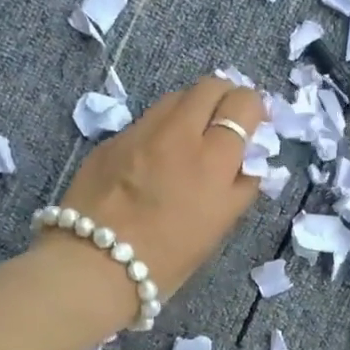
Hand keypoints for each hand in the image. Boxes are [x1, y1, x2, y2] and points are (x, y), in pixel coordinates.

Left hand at [47, 76, 269, 306]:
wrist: (95, 264)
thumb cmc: (168, 257)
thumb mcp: (219, 226)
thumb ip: (240, 187)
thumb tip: (248, 161)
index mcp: (213, 158)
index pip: (244, 103)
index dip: (254, 109)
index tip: (254, 126)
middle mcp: (178, 133)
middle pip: (210, 86)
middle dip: (225, 97)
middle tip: (225, 123)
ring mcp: (141, 132)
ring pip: (175, 98)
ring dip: (191, 109)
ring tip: (191, 138)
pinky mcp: (111, 140)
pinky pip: (145, 121)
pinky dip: (160, 130)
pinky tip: (153, 160)